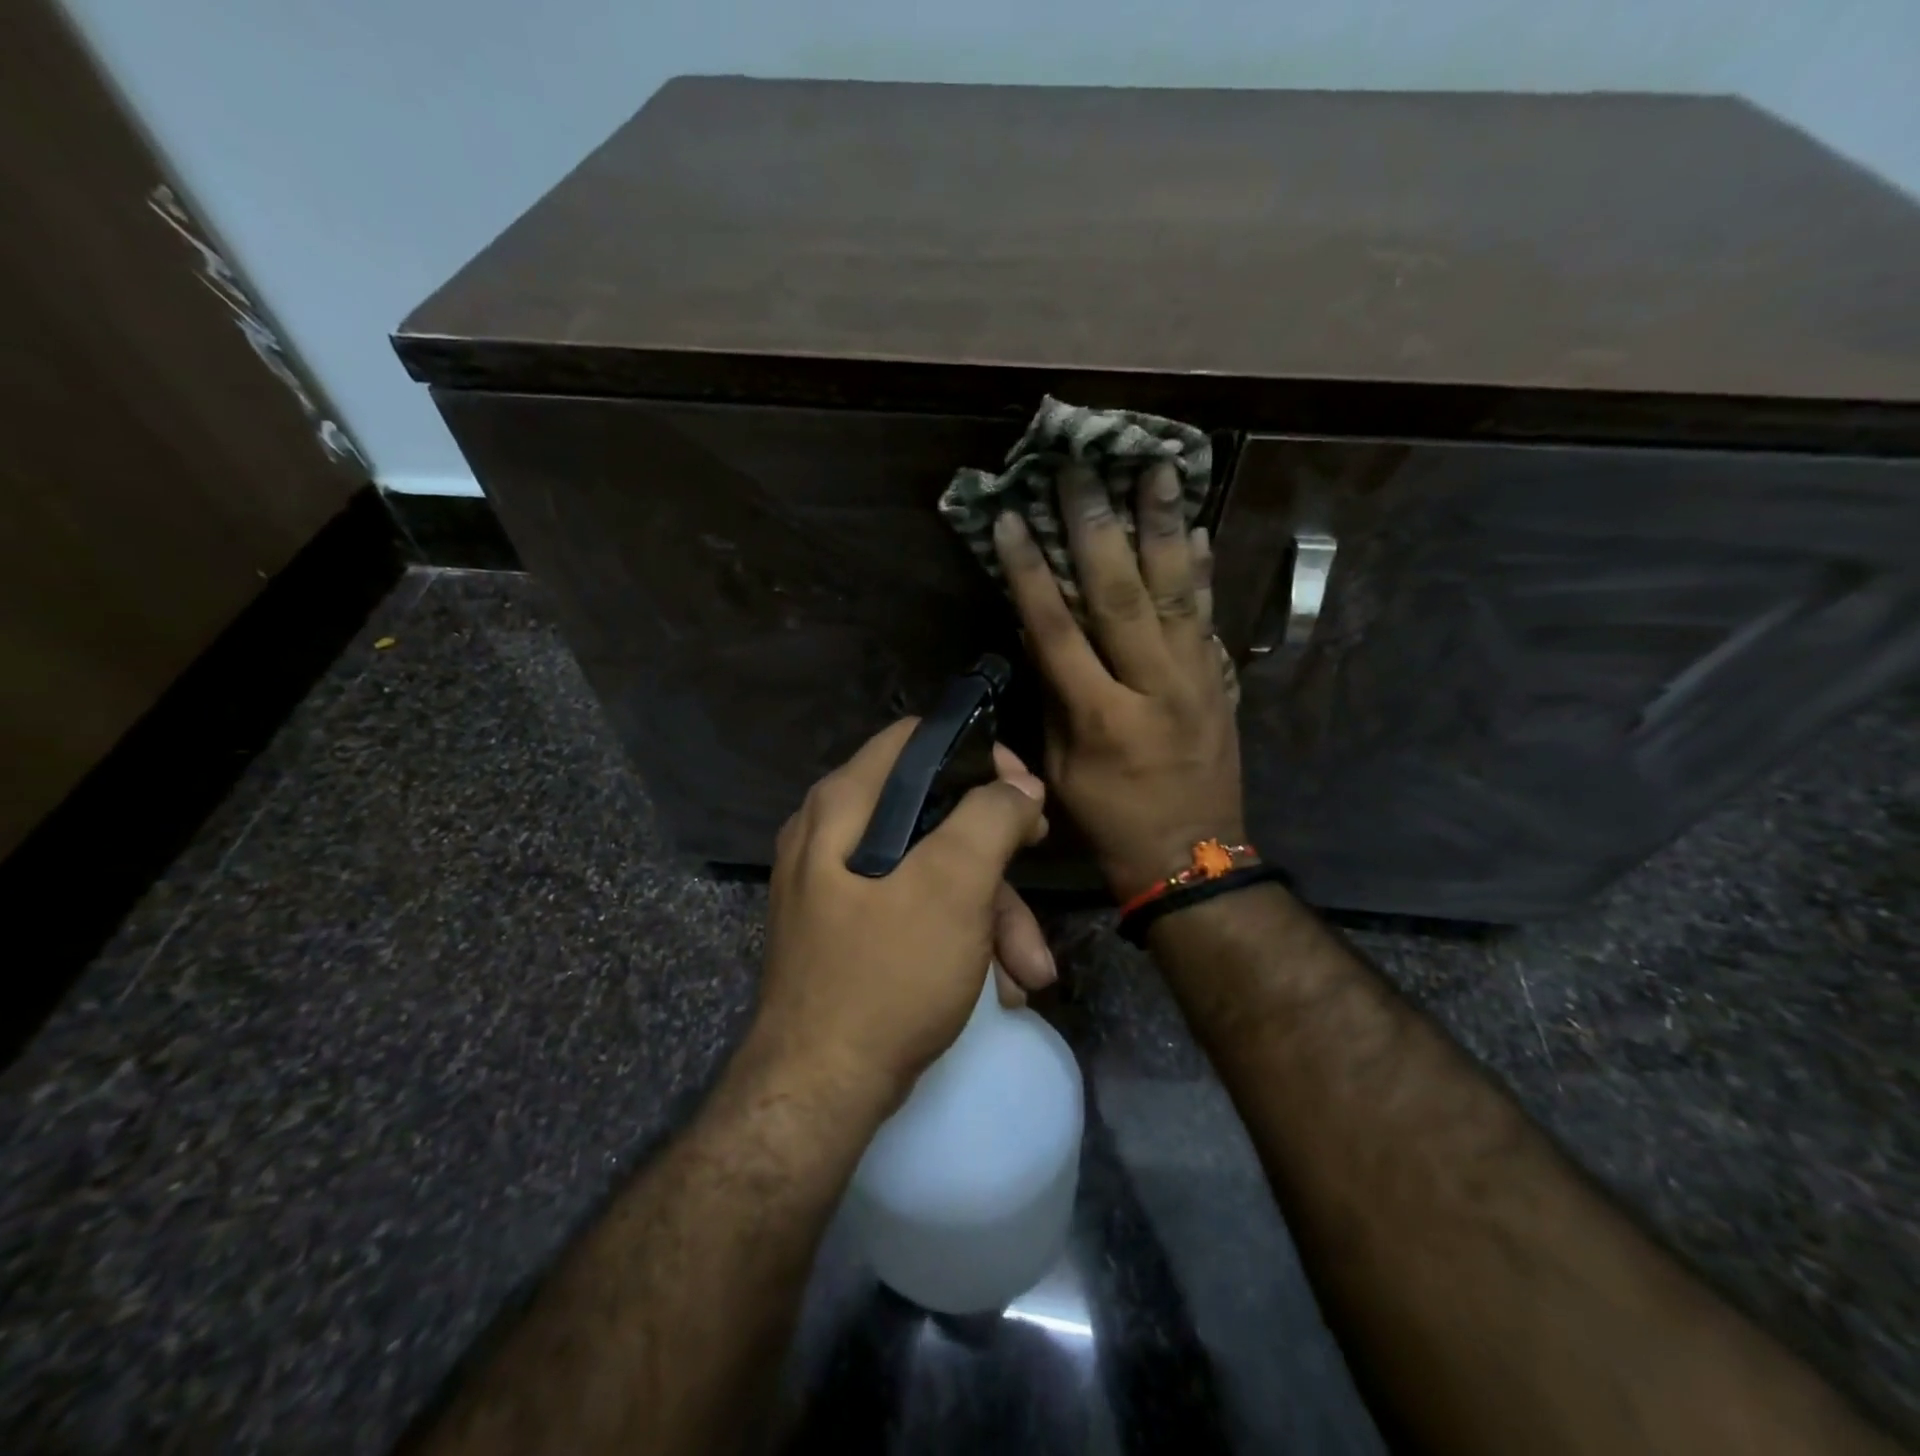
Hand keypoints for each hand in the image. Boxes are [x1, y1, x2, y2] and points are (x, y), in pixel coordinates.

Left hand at [749, 720, 1052, 1106]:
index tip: (1023, 789)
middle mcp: (831, 836)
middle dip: (995, 854)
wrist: (819, 1093)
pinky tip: (998, 988)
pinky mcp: (851, 933)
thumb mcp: (952, 887)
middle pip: (931, 813)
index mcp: (842, 806)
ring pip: (930, 871)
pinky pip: (915, 912)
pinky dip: (960, 940)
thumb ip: (990, 819)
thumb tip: (1018, 786)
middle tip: (1038, 855)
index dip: (976, 755)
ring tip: (1029, 972)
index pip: (914, 742)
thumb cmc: (887, 975)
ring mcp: (838, 888)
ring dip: (990, 915)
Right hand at [993, 461, 1245, 901]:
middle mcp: (1153, 687)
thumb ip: (1052, 699)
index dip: (1032, 572)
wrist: (1193, 860)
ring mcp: (1196, 680)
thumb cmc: (1110, 822)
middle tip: (1084, 469)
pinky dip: (1203, 572)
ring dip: (1165, 527)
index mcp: (1101, 717)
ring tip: (1159, 470)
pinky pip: (1210, 618)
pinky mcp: (1221, 682)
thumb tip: (1037, 637)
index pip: (1057, 630)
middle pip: (1122, 595)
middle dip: (1098, 527)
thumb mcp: (1061, 770)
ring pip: (1178, 592)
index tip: (1014, 519)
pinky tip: (1198, 530)